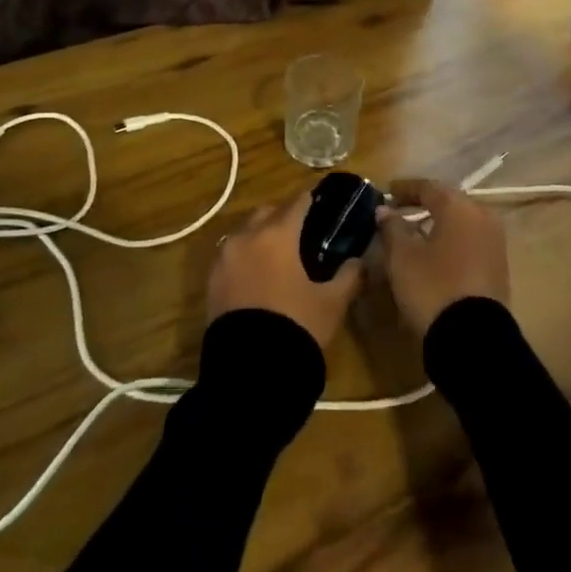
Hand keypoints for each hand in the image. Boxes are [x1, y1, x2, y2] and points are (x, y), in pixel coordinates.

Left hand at [207, 196, 360, 351]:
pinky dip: (245, 257)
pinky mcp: (211, 281)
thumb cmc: (296, 326)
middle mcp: (247, 237)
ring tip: (278, 256)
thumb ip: (349, 275)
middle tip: (301, 232)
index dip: (310, 200)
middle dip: (283, 216)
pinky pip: (231, 256)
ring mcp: (224, 258)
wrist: (250, 371)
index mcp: (277, 234)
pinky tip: (258, 276)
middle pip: (266, 213)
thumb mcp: (332, 302)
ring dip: (261, 236)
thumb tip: (359, 260)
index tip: (320, 202)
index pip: (297, 203)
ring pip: (245, 233)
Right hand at [376, 178, 510, 336]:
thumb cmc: (433, 287)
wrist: (474, 339)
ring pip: (460, 224)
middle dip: (422, 206)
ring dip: (437, 225)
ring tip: (414, 235)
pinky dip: (451, 242)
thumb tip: (385, 210)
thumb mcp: (402, 256)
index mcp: (459, 207)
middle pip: (448, 203)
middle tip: (399, 212)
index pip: (427, 187)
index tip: (386, 193)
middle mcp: (482, 216)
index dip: (404, 189)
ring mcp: (495, 242)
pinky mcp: (499, 267)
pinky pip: (470, 243)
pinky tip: (434, 255)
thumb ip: (392, 227)